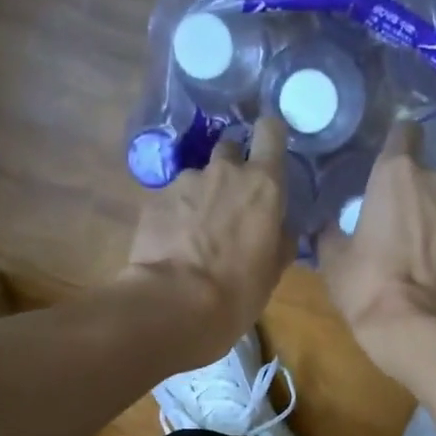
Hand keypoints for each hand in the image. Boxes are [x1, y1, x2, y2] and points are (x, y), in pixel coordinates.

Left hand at [125, 116, 294, 362]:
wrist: (176, 304)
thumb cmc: (238, 291)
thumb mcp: (273, 270)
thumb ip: (280, 238)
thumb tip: (281, 228)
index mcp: (263, 185)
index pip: (270, 131)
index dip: (270, 136)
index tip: (268, 149)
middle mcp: (224, 171)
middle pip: (230, 147)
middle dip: (232, 166)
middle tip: (231, 201)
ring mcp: (185, 182)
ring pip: (198, 177)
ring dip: (201, 196)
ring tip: (196, 232)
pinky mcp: (155, 199)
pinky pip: (171, 199)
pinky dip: (175, 214)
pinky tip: (174, 243)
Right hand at [319, 121, 435, 376]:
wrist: (421, 328)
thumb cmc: (368, 285)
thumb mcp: (334, 259)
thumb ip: (333, 232)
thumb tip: (330, 226)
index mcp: (398, 174)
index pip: (404, 132)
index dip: (396, 145)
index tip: (386, 164)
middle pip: (428, 176)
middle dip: (416, 193)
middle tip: (397, 222)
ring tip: (420, 253)